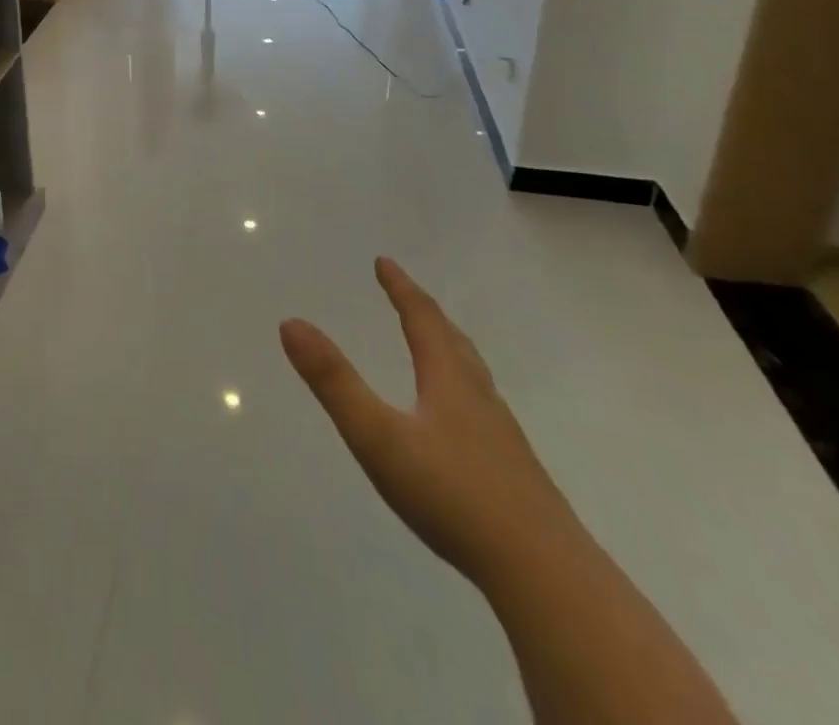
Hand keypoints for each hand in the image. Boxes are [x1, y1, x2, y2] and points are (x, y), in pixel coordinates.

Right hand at [280, 257, 582, 588]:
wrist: (548, 578)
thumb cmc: (454, 496)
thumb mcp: (378, 437)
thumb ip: (334, 382)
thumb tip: (291, 322)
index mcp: (449, 381)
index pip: (422, 320)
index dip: (401, 289)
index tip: (384, 262)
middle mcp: (479, 399)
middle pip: (454, 342)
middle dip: (426, 312)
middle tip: (406, 293)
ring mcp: (502, 437)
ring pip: (473, 376)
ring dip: (449, 347)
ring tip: (435, 343)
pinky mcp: (514, 474)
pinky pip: (482, 409)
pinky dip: (462, 388)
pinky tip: (459, 420)